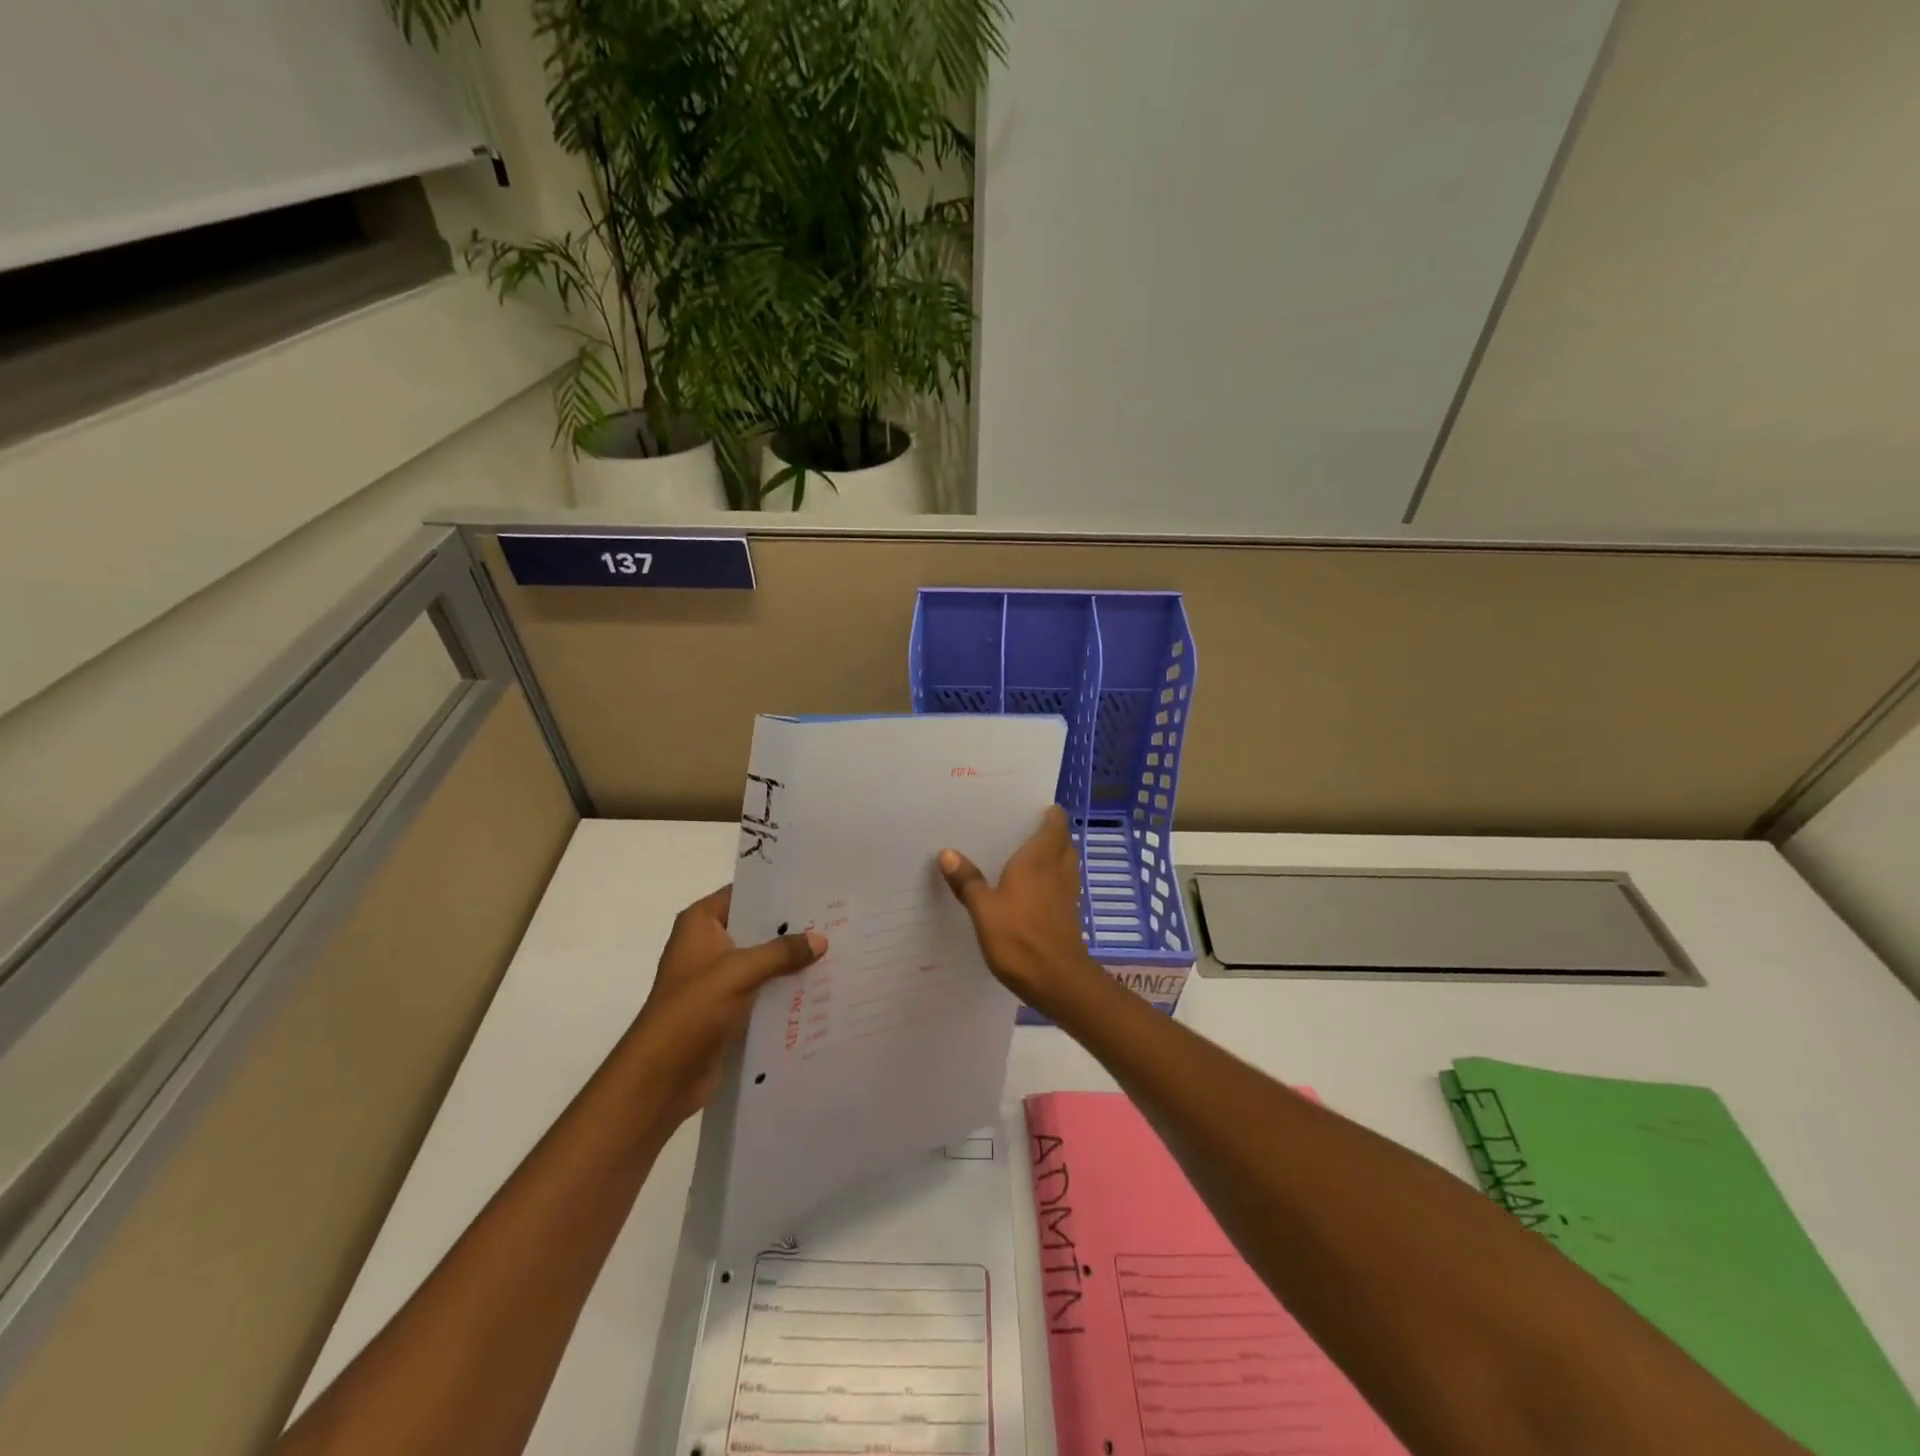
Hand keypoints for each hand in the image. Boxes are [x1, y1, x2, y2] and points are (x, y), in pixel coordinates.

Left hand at [628, 885, 822, 1124]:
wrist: (661, 1076)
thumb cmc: (692, 1010)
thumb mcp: (740, 972)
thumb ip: (782, 952)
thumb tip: (821, 939)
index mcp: (701, 923)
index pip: (745, 893)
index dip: (778, 891)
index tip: (816, 889)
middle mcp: (708, 944)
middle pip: (756, 927)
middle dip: (792, 928)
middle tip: (835, 920)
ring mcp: (716, 978)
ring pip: (762, 960)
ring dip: (790, 961)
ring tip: (835, 951)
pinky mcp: (726, 1008)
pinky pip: (762, 990)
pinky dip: (784, 989)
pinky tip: (818, 987)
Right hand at [939, 805, 1104, 1015]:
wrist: (1057, 980)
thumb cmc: (1019, 938)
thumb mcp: (983, 909)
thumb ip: (967, 881)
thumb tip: (947, 852)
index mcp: (1039, 859)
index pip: (1056, 823)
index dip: (1049, 813)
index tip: (1031, 807)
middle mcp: (1058, 869)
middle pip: (1063, 841)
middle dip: (1050, 833)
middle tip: (1022, 829)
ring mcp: (1068, 893)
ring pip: (1065, 863)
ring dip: (1053, 856)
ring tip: (1024, 856)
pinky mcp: (1069, 914)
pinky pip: (1062, 885)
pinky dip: (1051, 879)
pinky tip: (1030, 890)